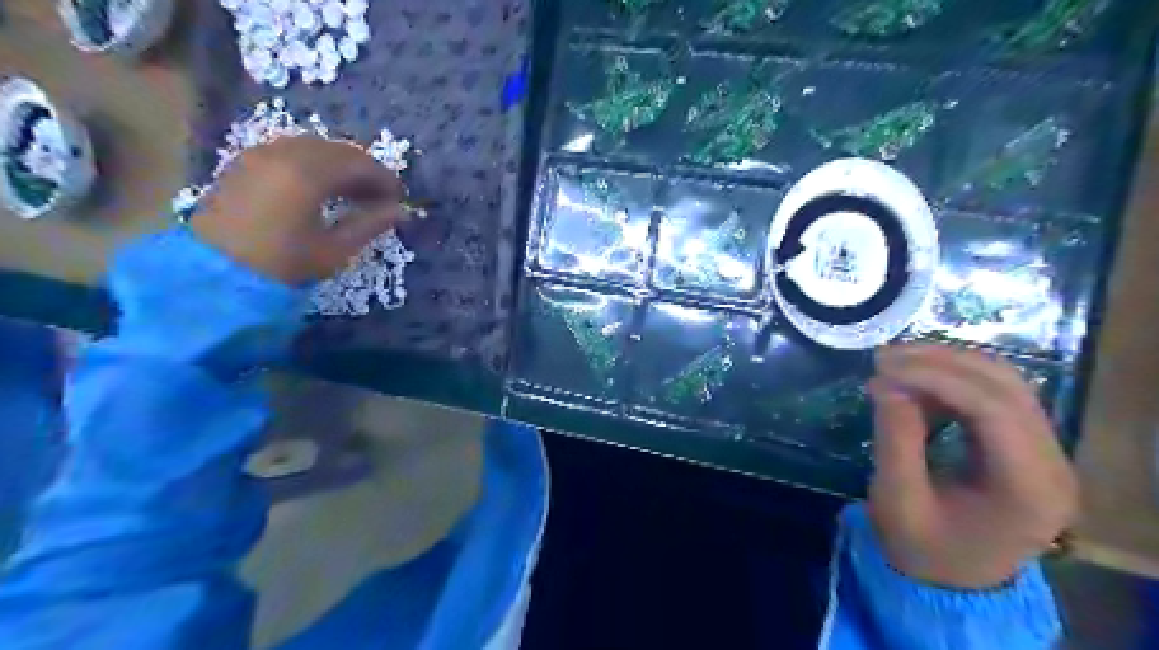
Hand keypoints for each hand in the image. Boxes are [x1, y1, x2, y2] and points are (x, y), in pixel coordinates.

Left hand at [190, 136, 403, 283]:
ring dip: (339, 165)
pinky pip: (289, 151)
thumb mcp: (334, 249)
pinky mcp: (244, 162)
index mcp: (308, 174)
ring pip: (313, 147)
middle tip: (380, 197)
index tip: (400, 199)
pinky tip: (320, 188)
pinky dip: (313, 164)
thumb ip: (370, 224)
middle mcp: (283, 153)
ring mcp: (260, 154)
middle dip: (364, 170)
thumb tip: (401, 210)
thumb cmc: (282, 265)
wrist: (213, 274)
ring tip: (353, 194)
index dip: (384, 179)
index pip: (359, 163)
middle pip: (337, 149)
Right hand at [868, 346, 1076, 587]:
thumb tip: (887, 383)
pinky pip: (993, 395)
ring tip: (893, 364)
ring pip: (1003, 382)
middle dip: (941, 361)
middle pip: (1006, 386)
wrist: (952, 581)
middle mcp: (1051, 463)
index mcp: (1028, 488)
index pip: (993, 409)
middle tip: (884, 357)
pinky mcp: (1026, 444)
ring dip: (946, 364)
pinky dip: (950, 381)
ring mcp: (1044, 451)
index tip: (882, 368)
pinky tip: (914, 384)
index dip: (936, 377)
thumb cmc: (922, 548)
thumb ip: (895, 440)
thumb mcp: (898, 500)